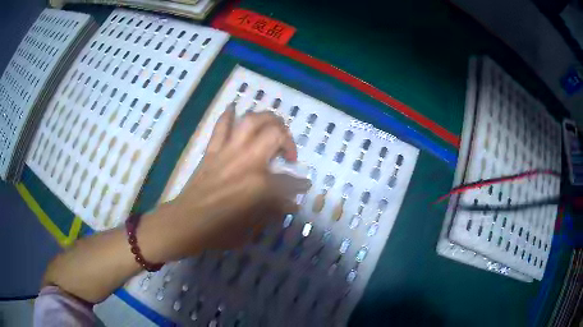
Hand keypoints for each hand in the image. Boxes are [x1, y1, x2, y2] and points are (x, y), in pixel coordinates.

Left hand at [147, 109, 310, 261]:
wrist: (187, 222)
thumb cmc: (220, 230)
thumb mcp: (253, 227)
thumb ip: (274, 211)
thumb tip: (291, 203)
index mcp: (260, 184)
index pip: (289, 181)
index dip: (300, 184)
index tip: (305, 185)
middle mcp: (247, 161)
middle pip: (275, 134)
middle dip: (288, 139)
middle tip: (288, 152)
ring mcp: (228, 151)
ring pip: (251, 121)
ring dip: (267, 119)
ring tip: (273, 126)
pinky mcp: (213, 150)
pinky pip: (221, 126)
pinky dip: (228, 115)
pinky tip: (234, 108)